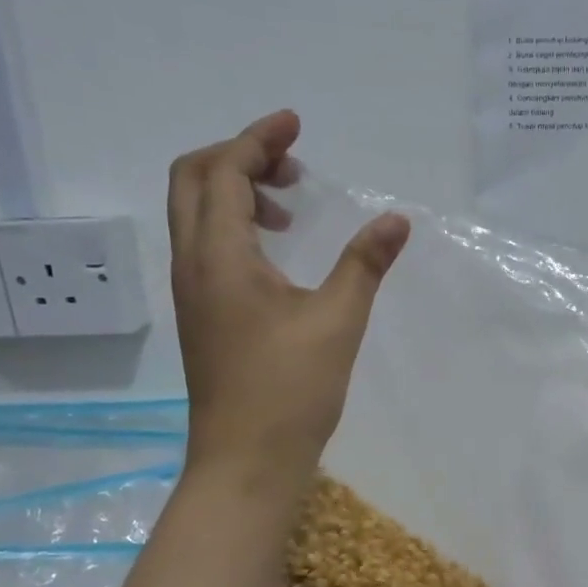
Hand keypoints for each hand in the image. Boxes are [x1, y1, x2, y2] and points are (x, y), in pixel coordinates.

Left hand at [167, 110, 408, 489]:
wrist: (246, 461)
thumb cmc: (290, 391)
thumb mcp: (337, 322)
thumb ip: (364, 264)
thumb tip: (395, 220)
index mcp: (219, 256)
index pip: (226, 171)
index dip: (259, 139)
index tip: (296, 125)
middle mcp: (193, 265)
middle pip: (194, 181)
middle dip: (239, 158)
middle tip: (292, 166)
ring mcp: (192, 294)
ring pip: (196, 216)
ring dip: (236, 194)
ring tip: (290, 210)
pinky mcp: (202, 318)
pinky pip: (206, 248)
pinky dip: (235, 230)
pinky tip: (278, 257)